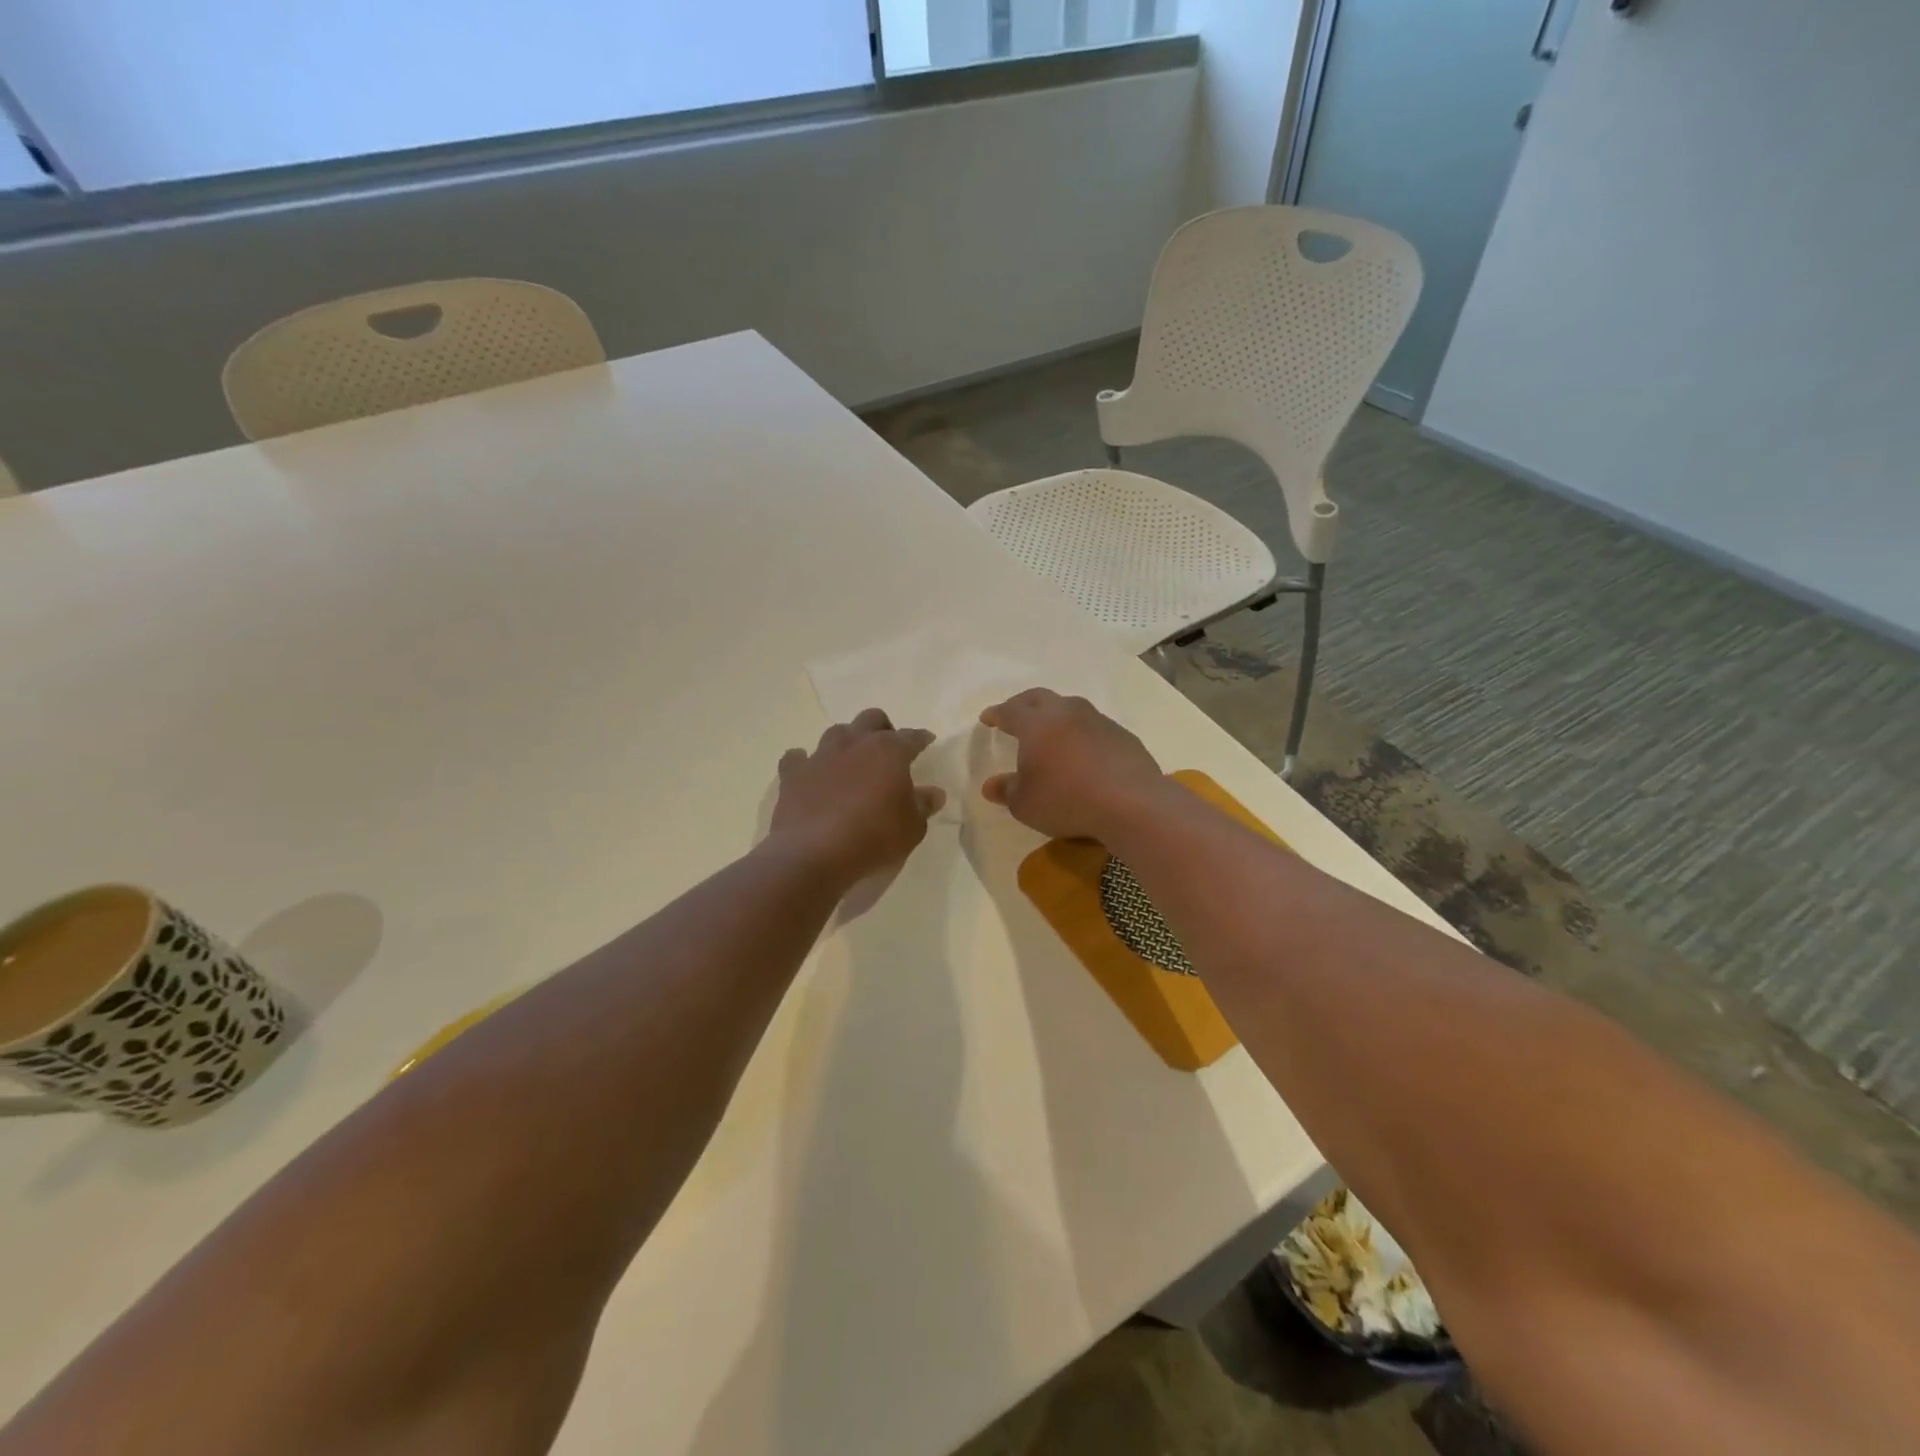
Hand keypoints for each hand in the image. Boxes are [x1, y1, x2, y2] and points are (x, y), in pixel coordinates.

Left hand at [770, 709, 943, 885]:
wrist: (814, 853)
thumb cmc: (874, 837)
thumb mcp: (912, 828)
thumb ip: (923, 806)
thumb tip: (933, 793)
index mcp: (889, 751)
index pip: (911, 737)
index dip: (921, 738)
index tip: (927, 741)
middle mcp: (854, 744)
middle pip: (871, 719)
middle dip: (882, 728)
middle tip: (888, 748)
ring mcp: (821, 756)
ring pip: (836, 732)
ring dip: (847, 741)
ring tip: (851, 759)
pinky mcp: (793, 774)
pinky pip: (797, 758)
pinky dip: (804, 762)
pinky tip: (810, 773)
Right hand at [978, 689, 1166, 842]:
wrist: (1131, 802)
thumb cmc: (1067, 799)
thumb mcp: (1025, 804)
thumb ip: (1007, 790)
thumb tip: (991, 785)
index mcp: (1037, 723)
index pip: (1010, 711)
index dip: (996, 714)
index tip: (988, 718)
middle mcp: (1066, 713)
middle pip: (1039, 698)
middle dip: (1023, 704)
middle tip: (1014, 715)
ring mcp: (1098, 720)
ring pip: (1070, 708)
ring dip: (1056, 716)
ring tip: (1051, 733)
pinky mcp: (1122, 735)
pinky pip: (1094, 727)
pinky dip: (1081, 733)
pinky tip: (1083, 752)